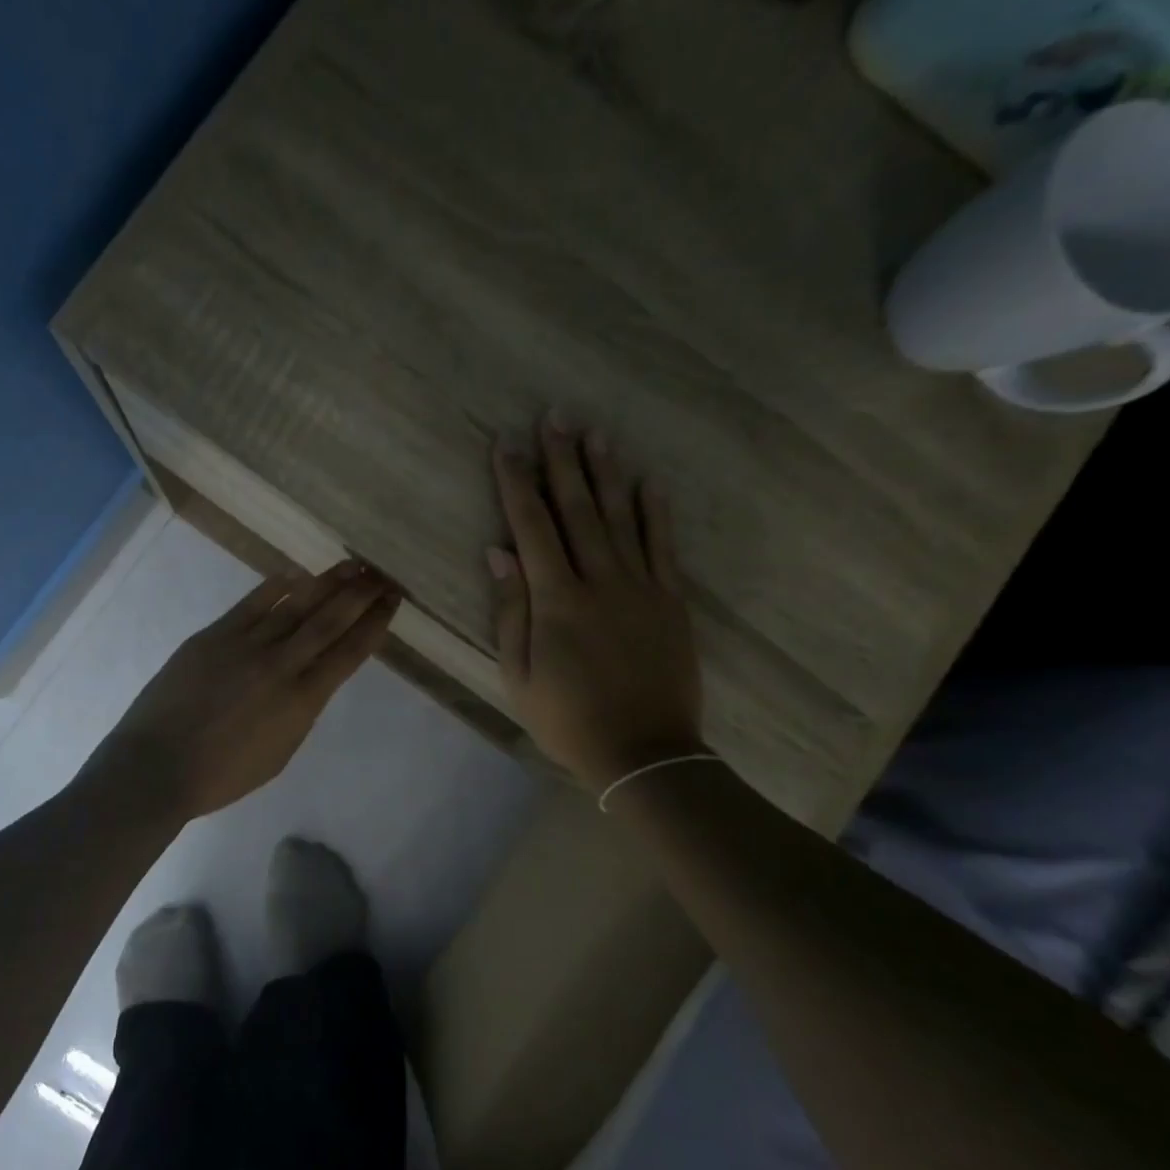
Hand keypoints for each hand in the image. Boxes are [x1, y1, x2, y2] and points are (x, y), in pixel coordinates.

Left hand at [88, 560, 402, 818]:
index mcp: (303, 701)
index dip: (375, 624)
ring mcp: (246, 645)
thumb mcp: (281, 752)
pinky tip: (296, 573)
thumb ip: (301, 710)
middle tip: (382, 575)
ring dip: (328, 582)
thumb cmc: (223, 775)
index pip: (350, 653)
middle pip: (330, 620)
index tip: (392, 602)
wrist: (158, 766)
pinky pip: (253, 603)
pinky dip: (278, 586)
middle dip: (361, 595)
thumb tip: (310, 678)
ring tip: (352, 565)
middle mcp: (282, 665)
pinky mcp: (214, 635)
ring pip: (296, 604)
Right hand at [488, 415, 703, 791]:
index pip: (531, 527)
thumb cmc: (568, 718)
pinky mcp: (672, 601)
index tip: (507, 444)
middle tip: (555, 416)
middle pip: (577, 509)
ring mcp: (641, 587)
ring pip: (621, 517)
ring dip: (606, 473)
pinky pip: (663, 546)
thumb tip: (497, 553)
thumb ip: (511, 611)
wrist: (644, 753)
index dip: (517, 483)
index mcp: (556, 600)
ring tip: (596, 433)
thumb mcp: (519, 674)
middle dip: (562, 460)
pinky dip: (655, 511)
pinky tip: (648, 480)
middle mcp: (600, 581)